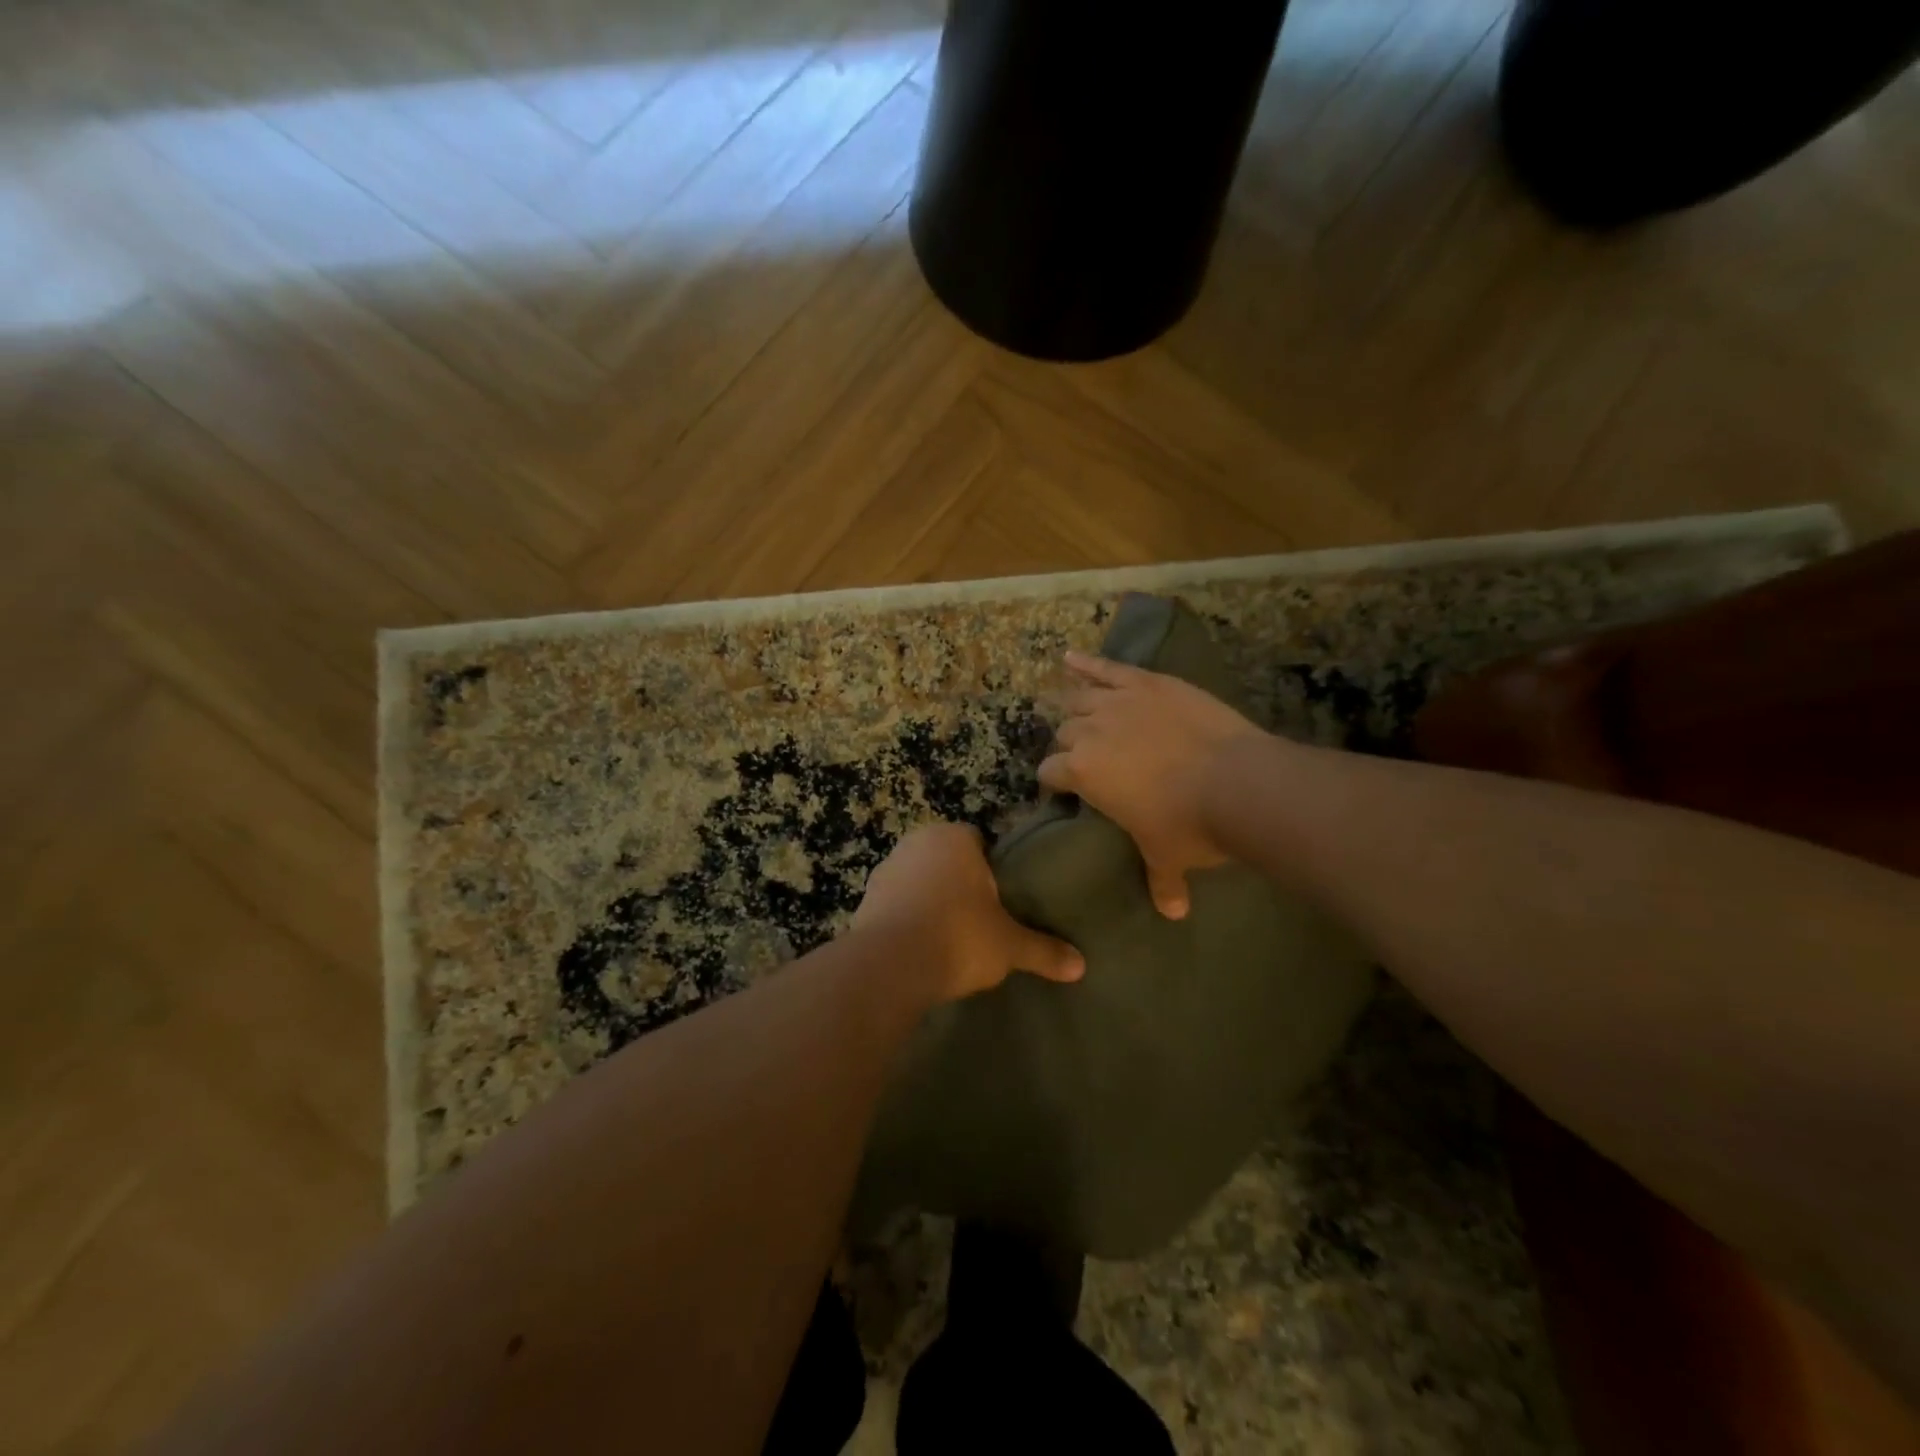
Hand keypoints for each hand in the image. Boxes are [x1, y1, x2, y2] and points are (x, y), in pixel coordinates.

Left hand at [853, 823, 1084, 1002]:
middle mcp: (917, 843)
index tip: (1000, 898)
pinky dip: (906, 918)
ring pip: (918, 879)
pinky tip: (919, 946)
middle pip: (946, 859)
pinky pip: (895, 903)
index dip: (991, 869)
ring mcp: (886, 868)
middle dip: (959, 883)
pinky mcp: (864, 898)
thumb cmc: (958, 937)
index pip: (978, 841)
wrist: (890, 965)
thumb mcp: (1008, 946)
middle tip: (979, 918)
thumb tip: (1081, 965)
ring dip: (929, 899)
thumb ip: (1043, 950)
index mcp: (954, 838)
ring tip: (948, 936)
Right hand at [1041, 651, 1266, 918]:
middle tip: (1082, 754)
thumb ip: (1162, 880)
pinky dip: (1087, 662)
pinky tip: (1070, 657)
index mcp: (1082, 772)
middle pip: (1065, 732)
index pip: (1050, 771)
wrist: (1237, 782)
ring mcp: (1119, 702)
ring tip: (1071, 707)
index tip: (1061, 786)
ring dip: (1073, 705)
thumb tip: (1174, 914)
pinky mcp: (1148, 683)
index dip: (1054, 780)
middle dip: (1069, 744)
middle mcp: (1090, 732)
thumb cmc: (1190, 824)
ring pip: (1080, 698)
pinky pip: (1108, 668)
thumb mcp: (1168, 855)